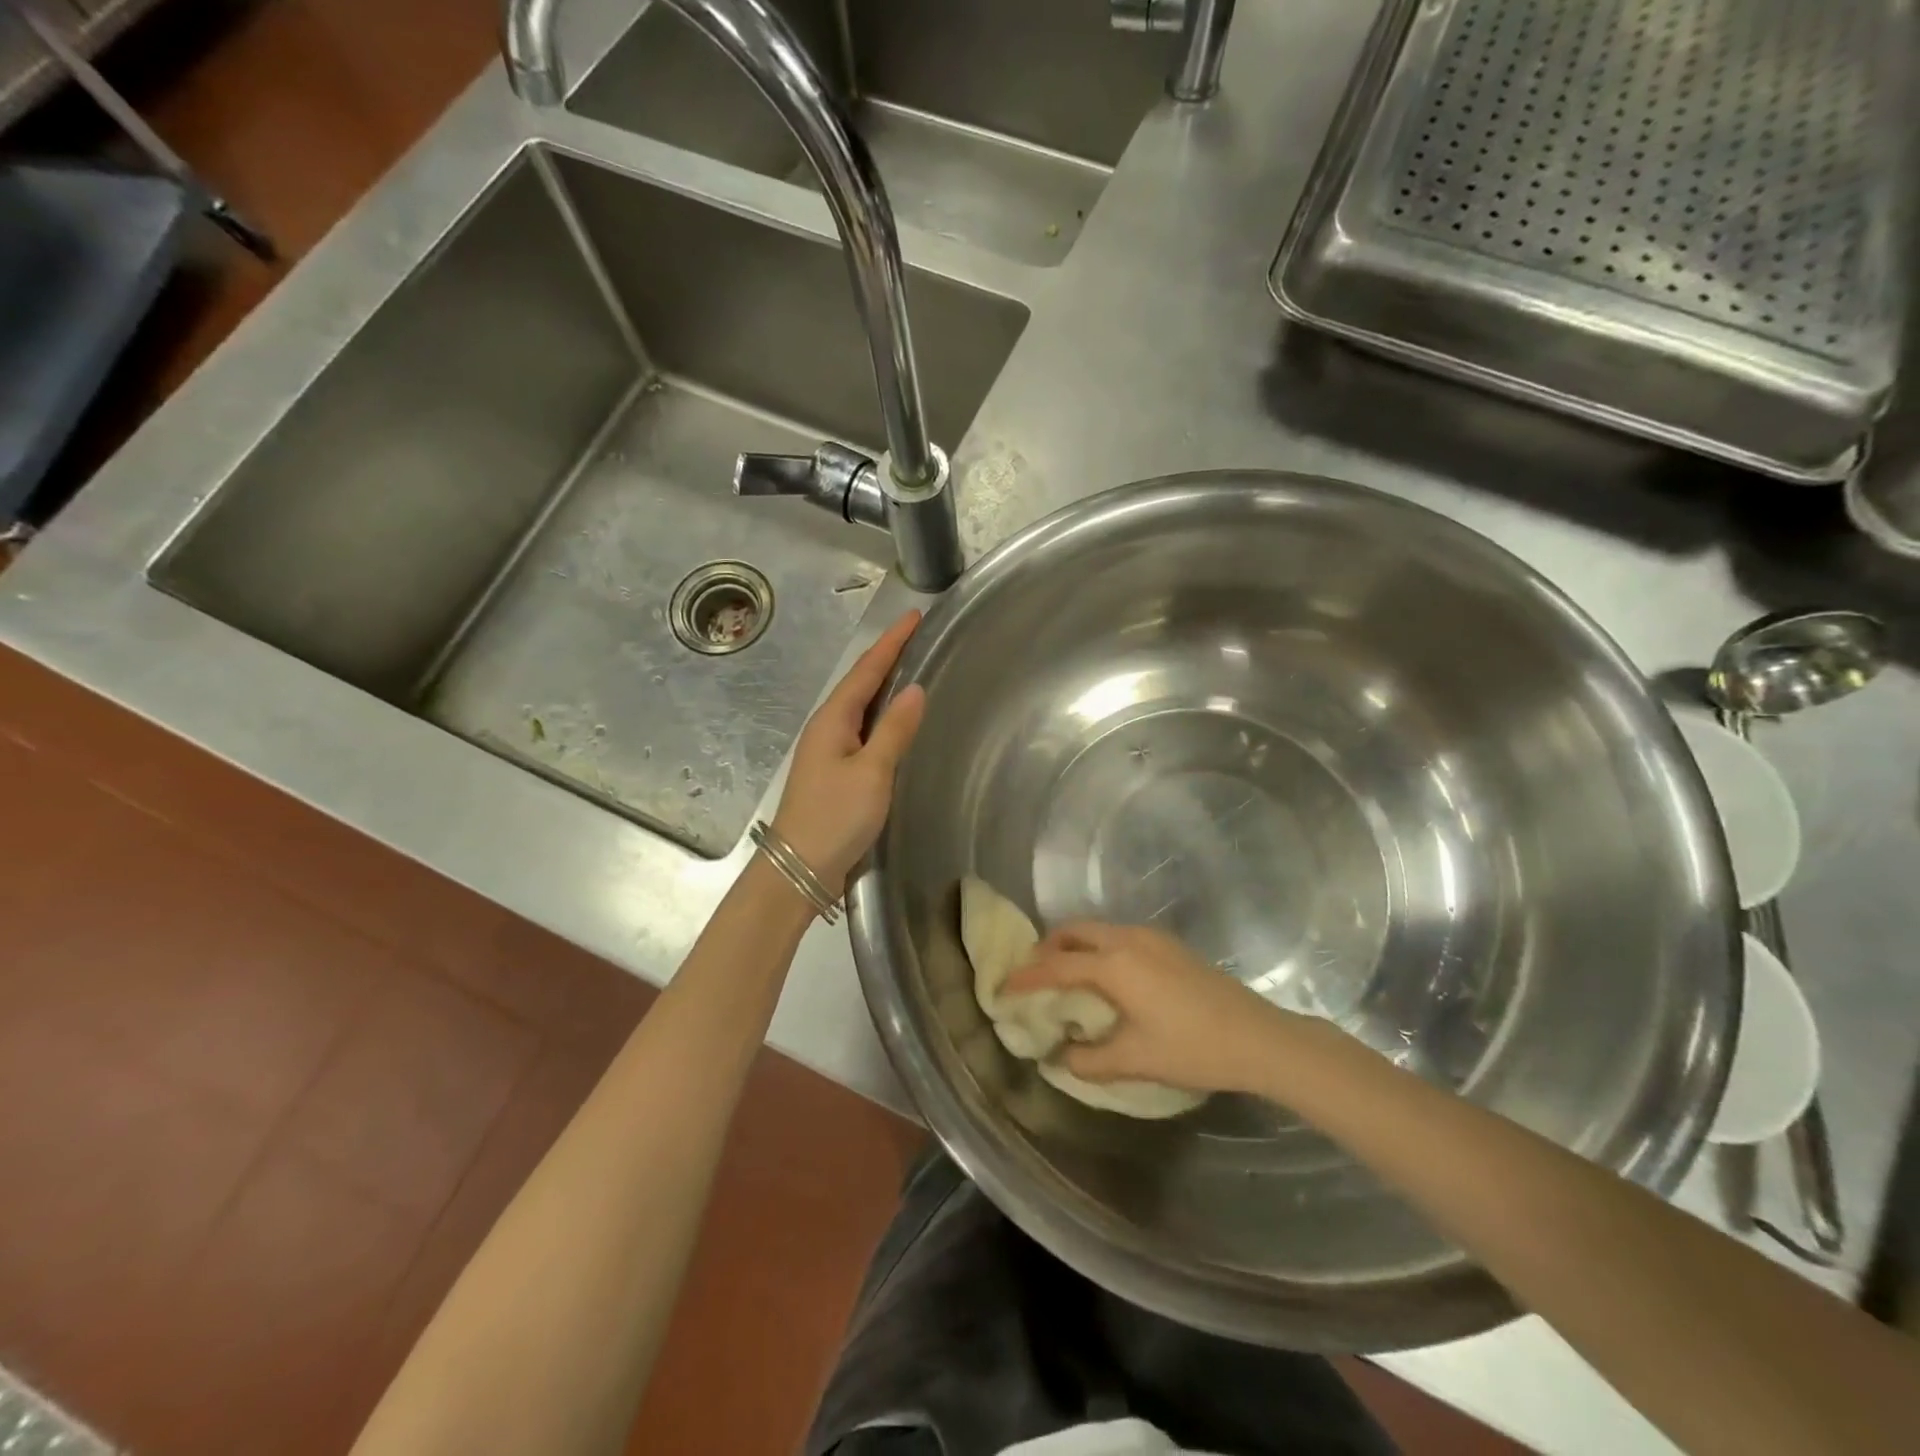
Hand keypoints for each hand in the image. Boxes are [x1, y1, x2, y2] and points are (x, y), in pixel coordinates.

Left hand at [771, 610, 926, 894]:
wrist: (799, 869)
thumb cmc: (835, 817)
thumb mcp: (872, 772)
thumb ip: (894, 730)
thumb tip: (915, 689)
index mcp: (833, 719)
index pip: (866, 670)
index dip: (891, 642)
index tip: (914, 616)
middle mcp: (827, 728)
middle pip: (860, 683)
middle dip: (887, 657)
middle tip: (917, 637)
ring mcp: (828, 751)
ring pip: (859, 706)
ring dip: (883, 684)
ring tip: (910, 667)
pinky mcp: (834, 772)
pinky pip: (861, 729)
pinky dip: (880, 715)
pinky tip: (893, 721)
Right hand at [1004, 923, 1296, 1094]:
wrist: (1259, 1037)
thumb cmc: (1193, 1048)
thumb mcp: (1135, 1060)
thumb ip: (1089, 1060)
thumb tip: (1061, 1057)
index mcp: (1114, 965)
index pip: (1056, 965)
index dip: (1026, 976)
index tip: (1004, 986)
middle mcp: (1128, 939)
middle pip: (1074, 931)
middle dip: (1048, 948)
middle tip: (1034, 974)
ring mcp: (1152, 938)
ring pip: (1098, 930)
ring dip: (1074, 946)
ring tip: (1066, 976)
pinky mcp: (1170, 945)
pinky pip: (1119, 936)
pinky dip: (1099, 948)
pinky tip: (1107, 978)